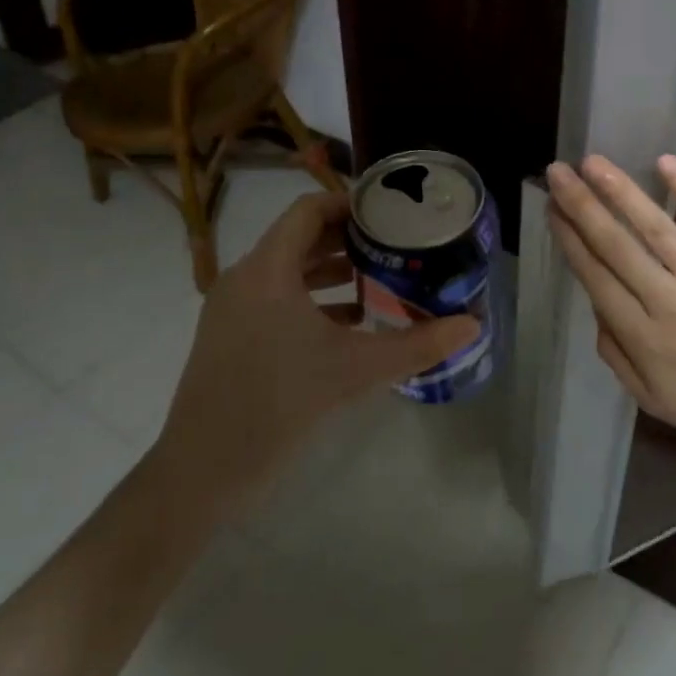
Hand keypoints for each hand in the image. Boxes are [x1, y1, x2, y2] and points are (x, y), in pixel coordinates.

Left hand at [152, 190, 478, 513]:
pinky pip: (274, 299)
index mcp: (267, 270)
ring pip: (286, 271)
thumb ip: (417, 345)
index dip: (349, 204)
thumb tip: (472, 325)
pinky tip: (348, 322)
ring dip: (330, 270)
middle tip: (393, 245)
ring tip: (378, 279)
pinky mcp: (228, 336)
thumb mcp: (356, 370)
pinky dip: (311, 299)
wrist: (203, 471)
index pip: (308, 211)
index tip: (390, 213)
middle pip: (298, 238)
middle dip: (347, 239)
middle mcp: (244, 278)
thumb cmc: (279, 405)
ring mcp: (231, 309)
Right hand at [546, 154, 675, 465]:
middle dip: (581, 205)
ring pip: (655, 227)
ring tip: (593, 162)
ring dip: (621, 191)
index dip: (570, 239)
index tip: (552, 208)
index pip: (595, 276)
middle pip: (615, 245)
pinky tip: (664, 162)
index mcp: (641, 336)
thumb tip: (595, 307)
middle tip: (557, 172)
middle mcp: (667, 301)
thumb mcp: (652, 400)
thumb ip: (616, 354)